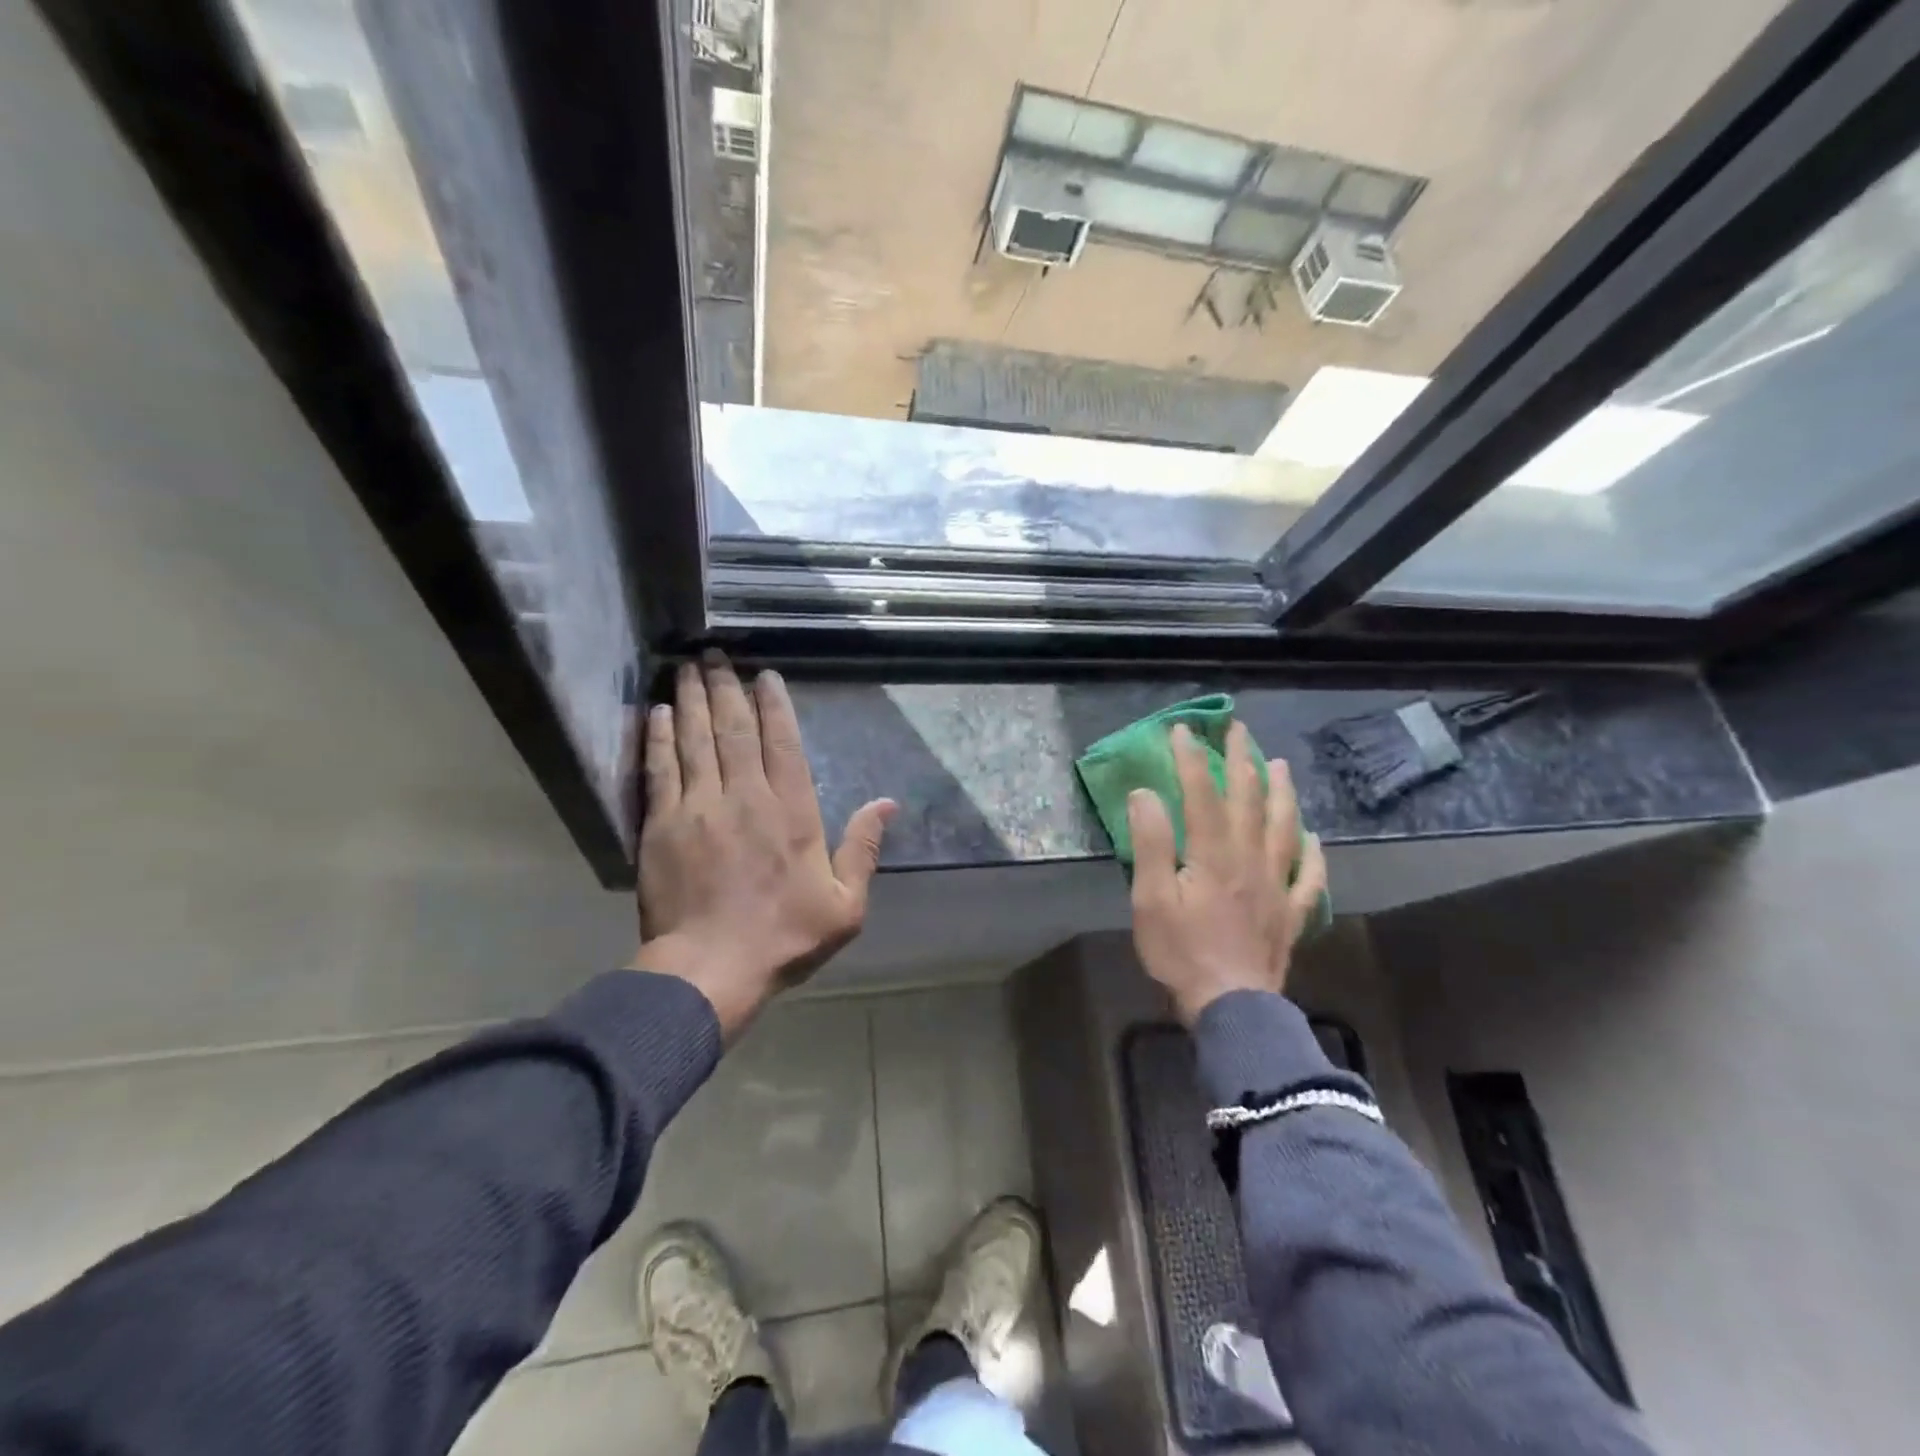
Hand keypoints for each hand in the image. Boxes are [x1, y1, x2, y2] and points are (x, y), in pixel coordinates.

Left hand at [630, 653, 895, 1038]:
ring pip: (695, 740)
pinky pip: (659, 769)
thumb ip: (863, 848)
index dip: (773, 705)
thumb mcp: (844, 904)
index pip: (782, 743)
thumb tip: (887, 804)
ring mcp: (698, 808)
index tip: (764, 675)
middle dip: (726, 687)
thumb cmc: (783, 938)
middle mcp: (744, 797)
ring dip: (693, 699)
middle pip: (733, 730)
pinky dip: (659, 737)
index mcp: (791, 812)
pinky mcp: (661, 826)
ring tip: (689, 666)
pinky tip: (660, 711)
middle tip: (716, 653)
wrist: (709, 970)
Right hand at [1127, 721, 1327, 1025]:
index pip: (1202, 794)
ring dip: (1281, 792)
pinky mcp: (1290, 913)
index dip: (1191, 759)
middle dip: (1241, 760)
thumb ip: (1150, 844)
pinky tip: (1313, 837)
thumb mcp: (1151, 899)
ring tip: (1280, 765)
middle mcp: (1250, 860)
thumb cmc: (1181, 953)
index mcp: (1213, 855)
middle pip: (1248, 800)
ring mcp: (1277, 886)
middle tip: (1238, 730)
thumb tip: (1146, 793)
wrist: (1231, 1007)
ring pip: (1284, 827)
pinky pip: (1309, 876)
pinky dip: (1313, 853)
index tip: (1183, 730)